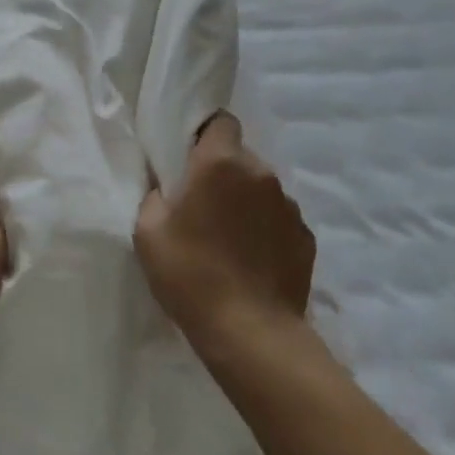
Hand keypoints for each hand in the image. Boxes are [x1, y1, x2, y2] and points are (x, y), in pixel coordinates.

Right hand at [134, 113, 314, 360]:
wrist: (251, 333)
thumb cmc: (191, 275)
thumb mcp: (148, 231)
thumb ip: (156, 195)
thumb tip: (167, 186)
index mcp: (220, 162)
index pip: (221, 121)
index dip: (204, 134)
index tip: (189, 158)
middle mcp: (261, 173)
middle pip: (240, 156)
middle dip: (222, 172)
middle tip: (202, 206)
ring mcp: (289, 205)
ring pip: (261, 188)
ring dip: (246, 201)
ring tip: (229, 238)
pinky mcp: (306, 237)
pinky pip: (279, 219)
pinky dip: (266, 229)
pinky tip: (252, 260)